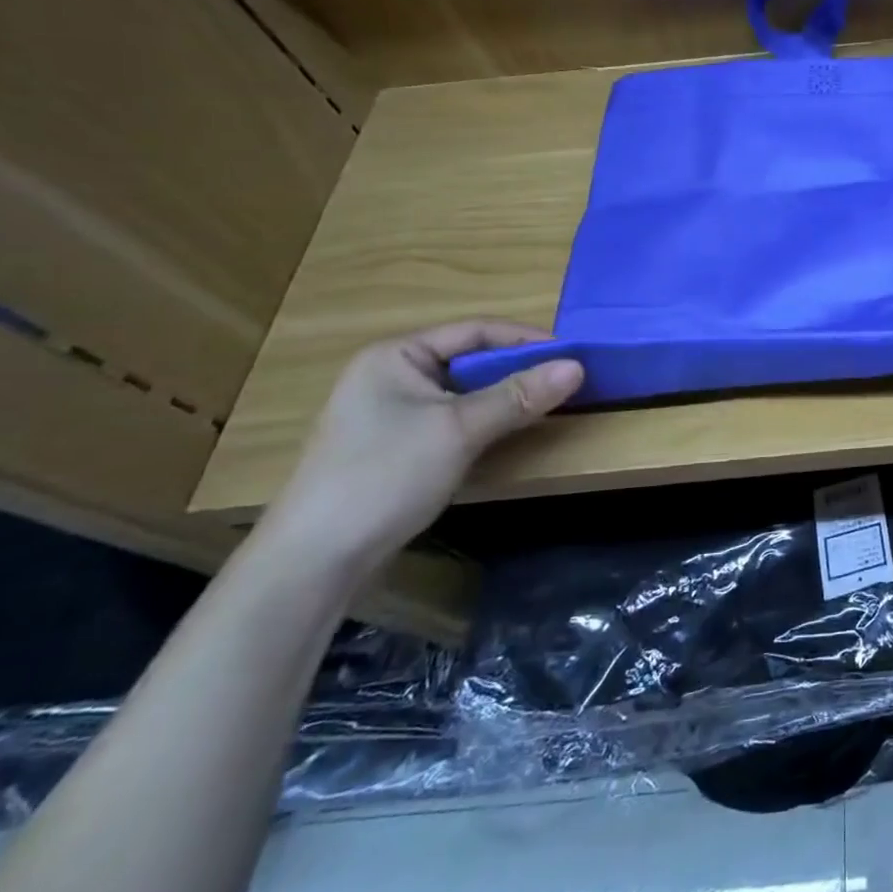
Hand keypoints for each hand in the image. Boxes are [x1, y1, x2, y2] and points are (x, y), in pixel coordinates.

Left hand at [258, 321, 583, 575]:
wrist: (315, 560)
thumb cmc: (385, 475)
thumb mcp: (460, 429)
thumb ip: (519, 395)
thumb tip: (578, 366)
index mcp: (395, 356)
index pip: (475, 331)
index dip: (525, 339)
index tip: (571, 355)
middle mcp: (389, 376)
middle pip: (469, 360)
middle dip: (517, 370)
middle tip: (564, 382)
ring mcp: (388, 414)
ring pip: (463, 393)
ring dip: (502, 398)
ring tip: (544, 406)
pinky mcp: (393, 447)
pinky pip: (451, 419)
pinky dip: (483, 422)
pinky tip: (506, 435)